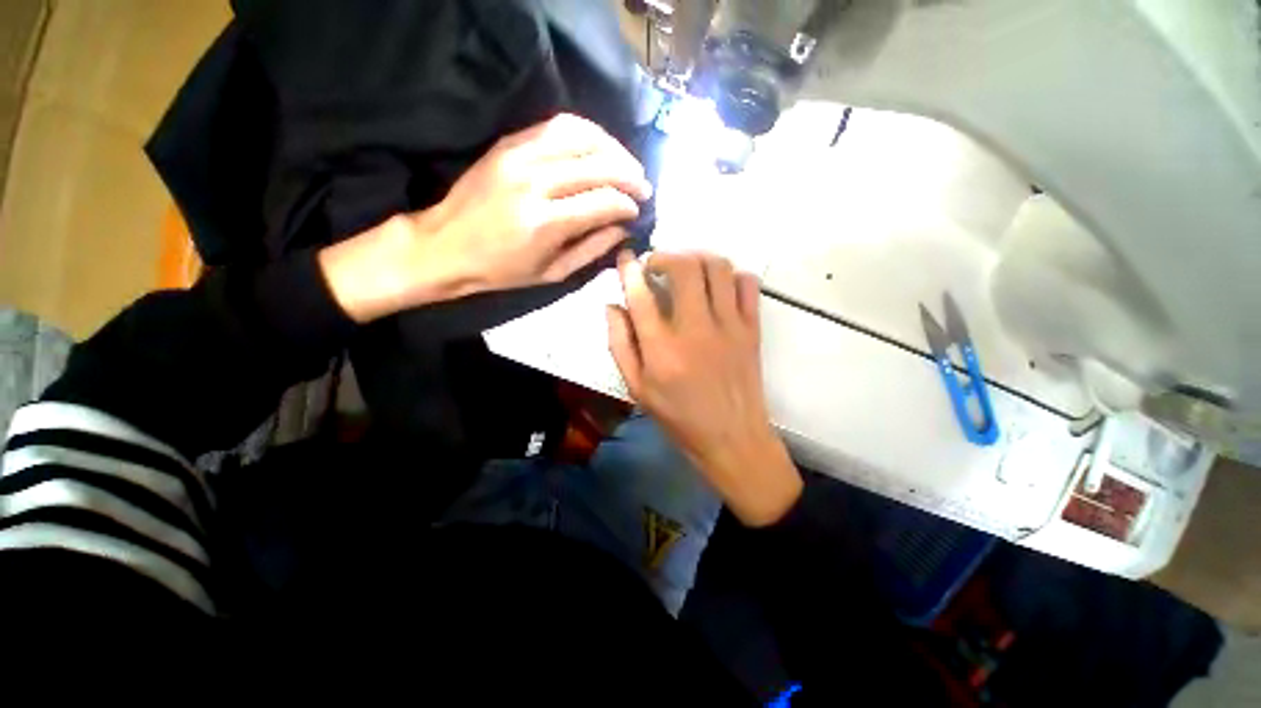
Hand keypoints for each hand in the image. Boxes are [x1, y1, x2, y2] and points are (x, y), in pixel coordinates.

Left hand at [320, 113, 651, 321]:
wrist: (445, 245)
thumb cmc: (501, 271)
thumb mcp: (552, 273)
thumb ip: (592, 249)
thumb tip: (623, 228)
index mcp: (545, 223)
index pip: (603, 202)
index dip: (628, 205)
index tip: (638, 211)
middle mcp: (535, 182)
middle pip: (598, 165)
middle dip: (630, 175)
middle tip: (644, 187)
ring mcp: (520, 156)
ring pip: (582, 137)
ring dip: (614, 149)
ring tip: (627, 165)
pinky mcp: (510, 142)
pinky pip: (558, 125)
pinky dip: (587, 132)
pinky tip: (600, 146)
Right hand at [607, 251, 802, 526]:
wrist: (733, 438)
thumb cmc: (679, 417)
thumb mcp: (637, 389)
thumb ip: (620, 345)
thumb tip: (612, 306)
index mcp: (662, 349)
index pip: (641, 294)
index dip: (629, 269)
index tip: (626, 258)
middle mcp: (696, 329)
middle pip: (684, 267)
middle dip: (665, 255)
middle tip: (656, 265)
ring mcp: (730, 326)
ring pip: (718, 267)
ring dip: (697, 258)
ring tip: (686, 269)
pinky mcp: (752, 328)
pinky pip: (747, 284)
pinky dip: (731, 275)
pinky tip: (718, 287)